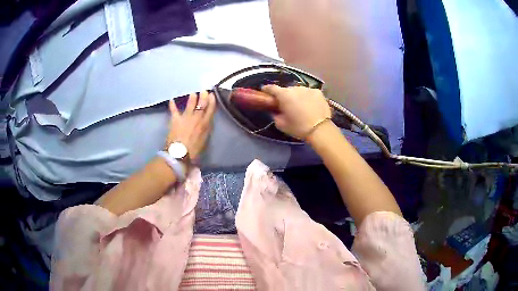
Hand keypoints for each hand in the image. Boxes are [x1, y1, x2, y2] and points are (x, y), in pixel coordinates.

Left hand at [165, 91, 215, 158]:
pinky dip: (172, 105)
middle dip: (203, 97)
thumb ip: (206, 130)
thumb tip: (207, 124)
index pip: (210, 110)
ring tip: (193, 93)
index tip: (212, 95)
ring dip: (192, 98)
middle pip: (201, 105)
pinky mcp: (175, 120)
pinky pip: (174, 110)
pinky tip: (171, 99)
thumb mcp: (204, 141)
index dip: (212, 102)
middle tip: (204, 91)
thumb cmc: (193, 151)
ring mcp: (186, 118)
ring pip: (190, 105)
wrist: (179, 154)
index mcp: (205, 125)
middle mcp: (196, 119)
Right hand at [261, 85, 330, 138]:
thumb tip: (275, 111)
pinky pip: (309, 93)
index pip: (271, 88)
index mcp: (284, 95)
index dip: (267, 89)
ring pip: (299, 91)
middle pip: (287, 90)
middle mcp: (295, 88)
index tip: (265, 92)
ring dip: (297, 96)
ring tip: (301, 106)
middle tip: (287, 105)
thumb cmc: (298, 127)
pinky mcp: (318, 92)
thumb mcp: (281, 124)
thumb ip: (275, 115)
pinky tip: (311, 106)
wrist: (320, 129)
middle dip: (285, 96)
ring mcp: (308, 89)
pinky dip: (308, 97)